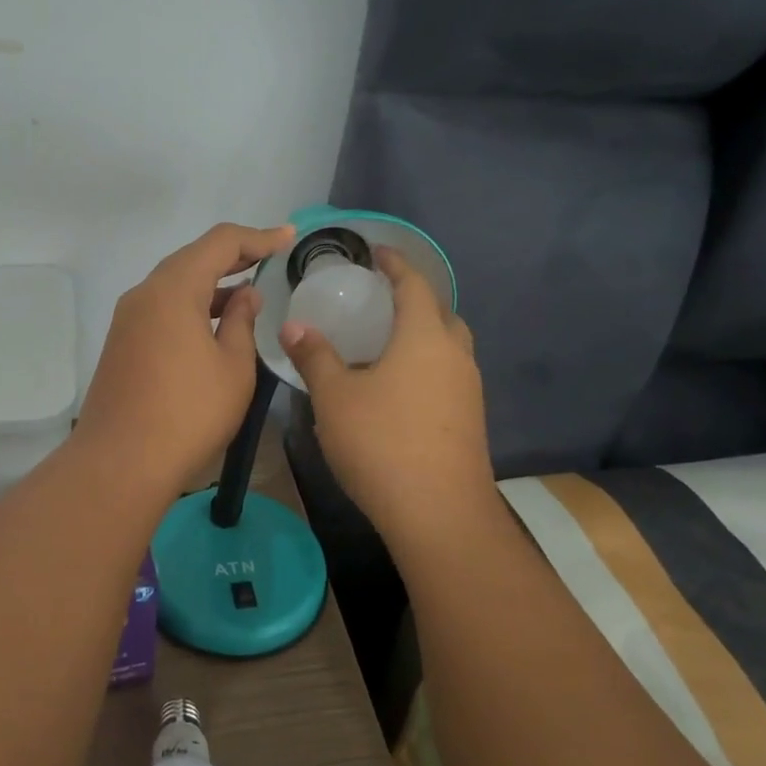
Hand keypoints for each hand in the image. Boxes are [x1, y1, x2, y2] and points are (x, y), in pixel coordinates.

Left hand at [75, 222, 295, 493]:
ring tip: (248, 292)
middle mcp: (144, 294)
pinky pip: (162, 308)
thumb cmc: (188, 414)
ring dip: (211, 283)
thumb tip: (244, 295)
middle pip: (192, 259)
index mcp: (172, 289)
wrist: (120, 463)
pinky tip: (214, 323)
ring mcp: (128, 320)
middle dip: (233, 256)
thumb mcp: (233, 367)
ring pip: (174, 285)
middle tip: (270, 257)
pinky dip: (191, 305)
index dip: (258, 237)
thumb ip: (241, 322)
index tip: (288, 238)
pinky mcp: (122, 344)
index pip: (219, 243)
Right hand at [280, 248, 496, 540]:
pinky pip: (448, 375)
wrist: (440, 514)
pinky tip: (398, 388)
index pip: (414, 285)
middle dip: (415, 299)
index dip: (396, 264)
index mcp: (424, 337)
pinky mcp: (470, 420)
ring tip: (386, 343)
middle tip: (381, 300)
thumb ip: (315, 357)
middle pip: (440, 313)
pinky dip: (427, 366)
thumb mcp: (335, 397)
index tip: (378, 252)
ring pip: (449, 347)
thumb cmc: (382, 442)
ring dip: (423, 335)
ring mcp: (468, 390)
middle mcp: (454, 355)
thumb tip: (294, 326)